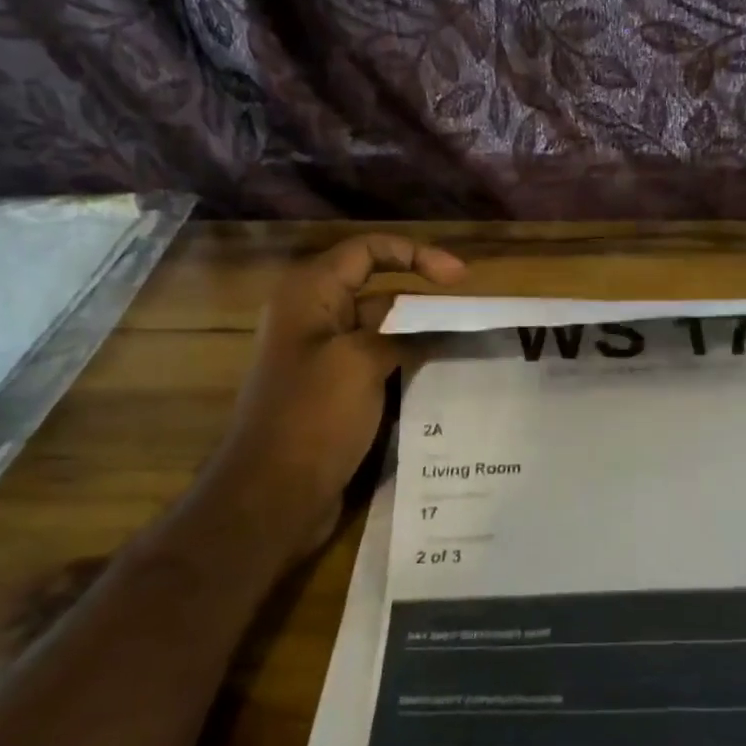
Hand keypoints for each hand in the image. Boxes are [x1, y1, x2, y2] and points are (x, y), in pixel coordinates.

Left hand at [213, 235, 464, 556]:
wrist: (273, 495)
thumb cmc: (313, 416)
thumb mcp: (362, 362)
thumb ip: (405, 333)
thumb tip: (441, 325)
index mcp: (311, 294)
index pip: (368, 250)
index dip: (416, 254)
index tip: (460, 278)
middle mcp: (315, 317)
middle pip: (378, 290)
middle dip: (424, 300)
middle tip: (473, 317)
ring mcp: (324, 357)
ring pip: (382, 331)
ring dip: (420, 335)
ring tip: (468, 345)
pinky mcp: (334, 392)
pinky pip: (377, 364)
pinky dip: (407, 364)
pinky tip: (442, 376)